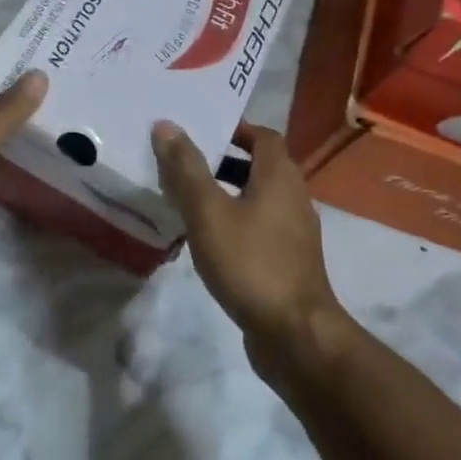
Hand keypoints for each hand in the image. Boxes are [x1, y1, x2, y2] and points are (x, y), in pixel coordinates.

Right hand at [152, 121, 339, 344]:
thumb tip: (166, 125)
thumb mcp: (208, 212)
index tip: (201, 131)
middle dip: (225, 160)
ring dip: (228, 192)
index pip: (263, 136)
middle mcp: (294, 198)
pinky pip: (260, 227)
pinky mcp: (288, 262)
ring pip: (259, 198)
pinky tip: (208, 239)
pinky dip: (236, 221)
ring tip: (189, 200)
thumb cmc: (250, 262)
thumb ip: (186, 169)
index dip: (235, 129)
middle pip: (261, 166)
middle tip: (185, 162)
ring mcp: (294, 233)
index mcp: (280, 177)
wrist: (294, 334)